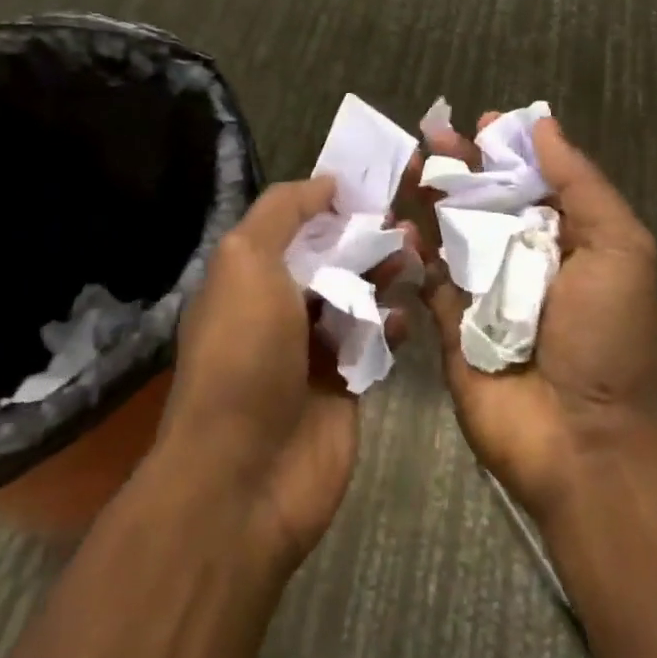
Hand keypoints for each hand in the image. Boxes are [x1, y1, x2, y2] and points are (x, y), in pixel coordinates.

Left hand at [156, 177, 409, 572]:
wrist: (244, 475)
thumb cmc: (243, 354)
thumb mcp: (246, 262)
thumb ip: (283, 212)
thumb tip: (326, 182)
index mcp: (249, 276)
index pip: (294, 224)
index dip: (331, 201)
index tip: (374, 183)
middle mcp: (278, 308)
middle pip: (331, 258)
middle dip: (366, 236)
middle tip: (406, 223)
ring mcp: (312, 349)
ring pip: (357, 296)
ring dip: (384, 274)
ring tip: (414, 259)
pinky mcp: (345, 385)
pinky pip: (374, 343)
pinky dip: (391, 326)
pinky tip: (404, 317)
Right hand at [418, 113, 656, 524]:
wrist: (585, 444)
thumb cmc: (609, 338)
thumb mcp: (620, 249)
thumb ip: (580, 184)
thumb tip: (543, 123)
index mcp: (570, 239)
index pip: (533, 180)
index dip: (507, 149)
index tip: (479, 123)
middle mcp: (526, 260)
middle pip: (487, 200)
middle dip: (461, 166)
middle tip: (432, 135)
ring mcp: (485, 293)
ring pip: (452, 233)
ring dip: (431, 198)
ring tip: (410, 165)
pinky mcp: (449, 325)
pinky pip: (426, 279)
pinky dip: (412, 251)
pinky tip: (398, 223)